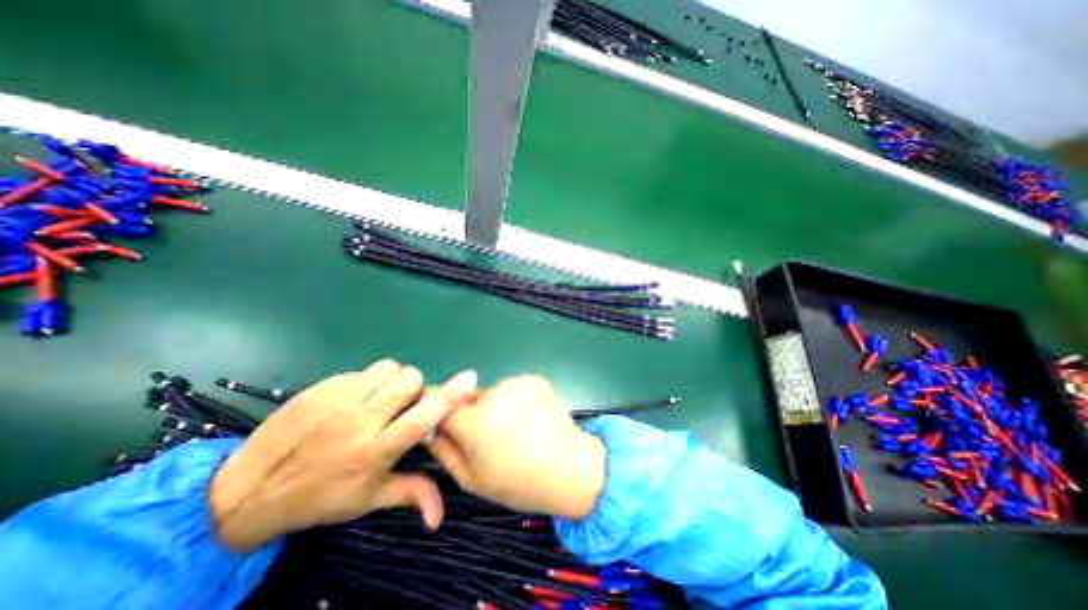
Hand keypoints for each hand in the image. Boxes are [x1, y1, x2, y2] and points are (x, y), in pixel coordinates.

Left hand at [208, 359, 476, 550]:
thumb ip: (411, 495)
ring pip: (390, 368)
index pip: (423, 416)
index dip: (450, 396)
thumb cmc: (319, 497)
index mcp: (377, 449)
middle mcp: (362, 419)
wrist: (248, 490)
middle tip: (404, 405)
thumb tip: (441, 515)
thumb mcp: (367, 500)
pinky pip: (363, 370)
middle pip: (410, 380)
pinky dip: (369, 381)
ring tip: (381, 399)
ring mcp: (340, 399)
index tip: (470, 378)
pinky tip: (355, 400)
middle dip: (416, 389)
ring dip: (394, 380)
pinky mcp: (323, 386)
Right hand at [429, 377, 606, 519]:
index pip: (439, 404)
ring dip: (495, 407)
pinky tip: (529, 418)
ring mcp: (517, 382)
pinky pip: (513, 388)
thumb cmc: (518, 482)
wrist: (569, 468)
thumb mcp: (472, 479)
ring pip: (492, 393)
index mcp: (476, 422)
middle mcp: (495, 394)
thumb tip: (427, 429)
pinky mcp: (534, 378)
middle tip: (489, 437)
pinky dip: (515, 400)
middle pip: (468, 398)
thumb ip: (444, 451)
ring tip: (514, 429)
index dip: (440, 414)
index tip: (445, 424)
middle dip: (472, 414)